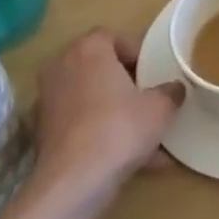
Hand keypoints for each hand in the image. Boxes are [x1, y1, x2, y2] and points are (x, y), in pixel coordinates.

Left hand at [29, 28, 183, 211]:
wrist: (74, 181)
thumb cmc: (120, 129)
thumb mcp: (160, 109)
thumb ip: (170, 92)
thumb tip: (174, 89)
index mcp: (89, 50)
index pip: (112, 37)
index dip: (136, 53)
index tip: (153, 73)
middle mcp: (62, 66)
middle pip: (98, 66)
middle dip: (124, 82)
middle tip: (148, 98)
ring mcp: (48, 99)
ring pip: (90, 98)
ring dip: (114, 110)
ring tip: (144, 136)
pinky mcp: (43, 130)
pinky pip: (81, 123)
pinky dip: (101, 133)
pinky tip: (129, 159)